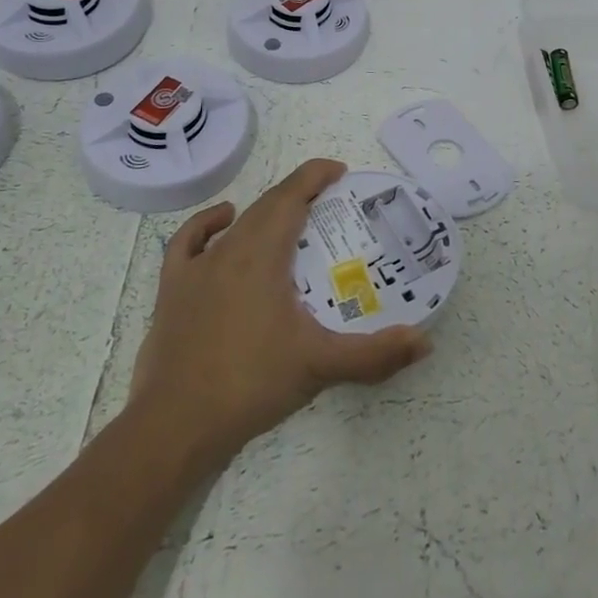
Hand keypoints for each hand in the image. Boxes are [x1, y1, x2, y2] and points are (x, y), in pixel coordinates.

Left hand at [129, 158, 430, 471]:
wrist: (175, 426)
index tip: (340, 170)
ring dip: (265, 212)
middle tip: (329, 202)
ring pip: (236, 224)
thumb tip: (425, 343)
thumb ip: (375, 354)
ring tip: (290, 218)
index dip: (315, 175)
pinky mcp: (172, 290)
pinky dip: (208, 224)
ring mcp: (196, 269)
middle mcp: (228, 250)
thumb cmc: (251, 384)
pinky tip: (223, 222)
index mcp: (262, 254)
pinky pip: (189, 242)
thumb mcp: (320, 366)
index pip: (291, 196)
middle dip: (299, 194)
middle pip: (267, 206)